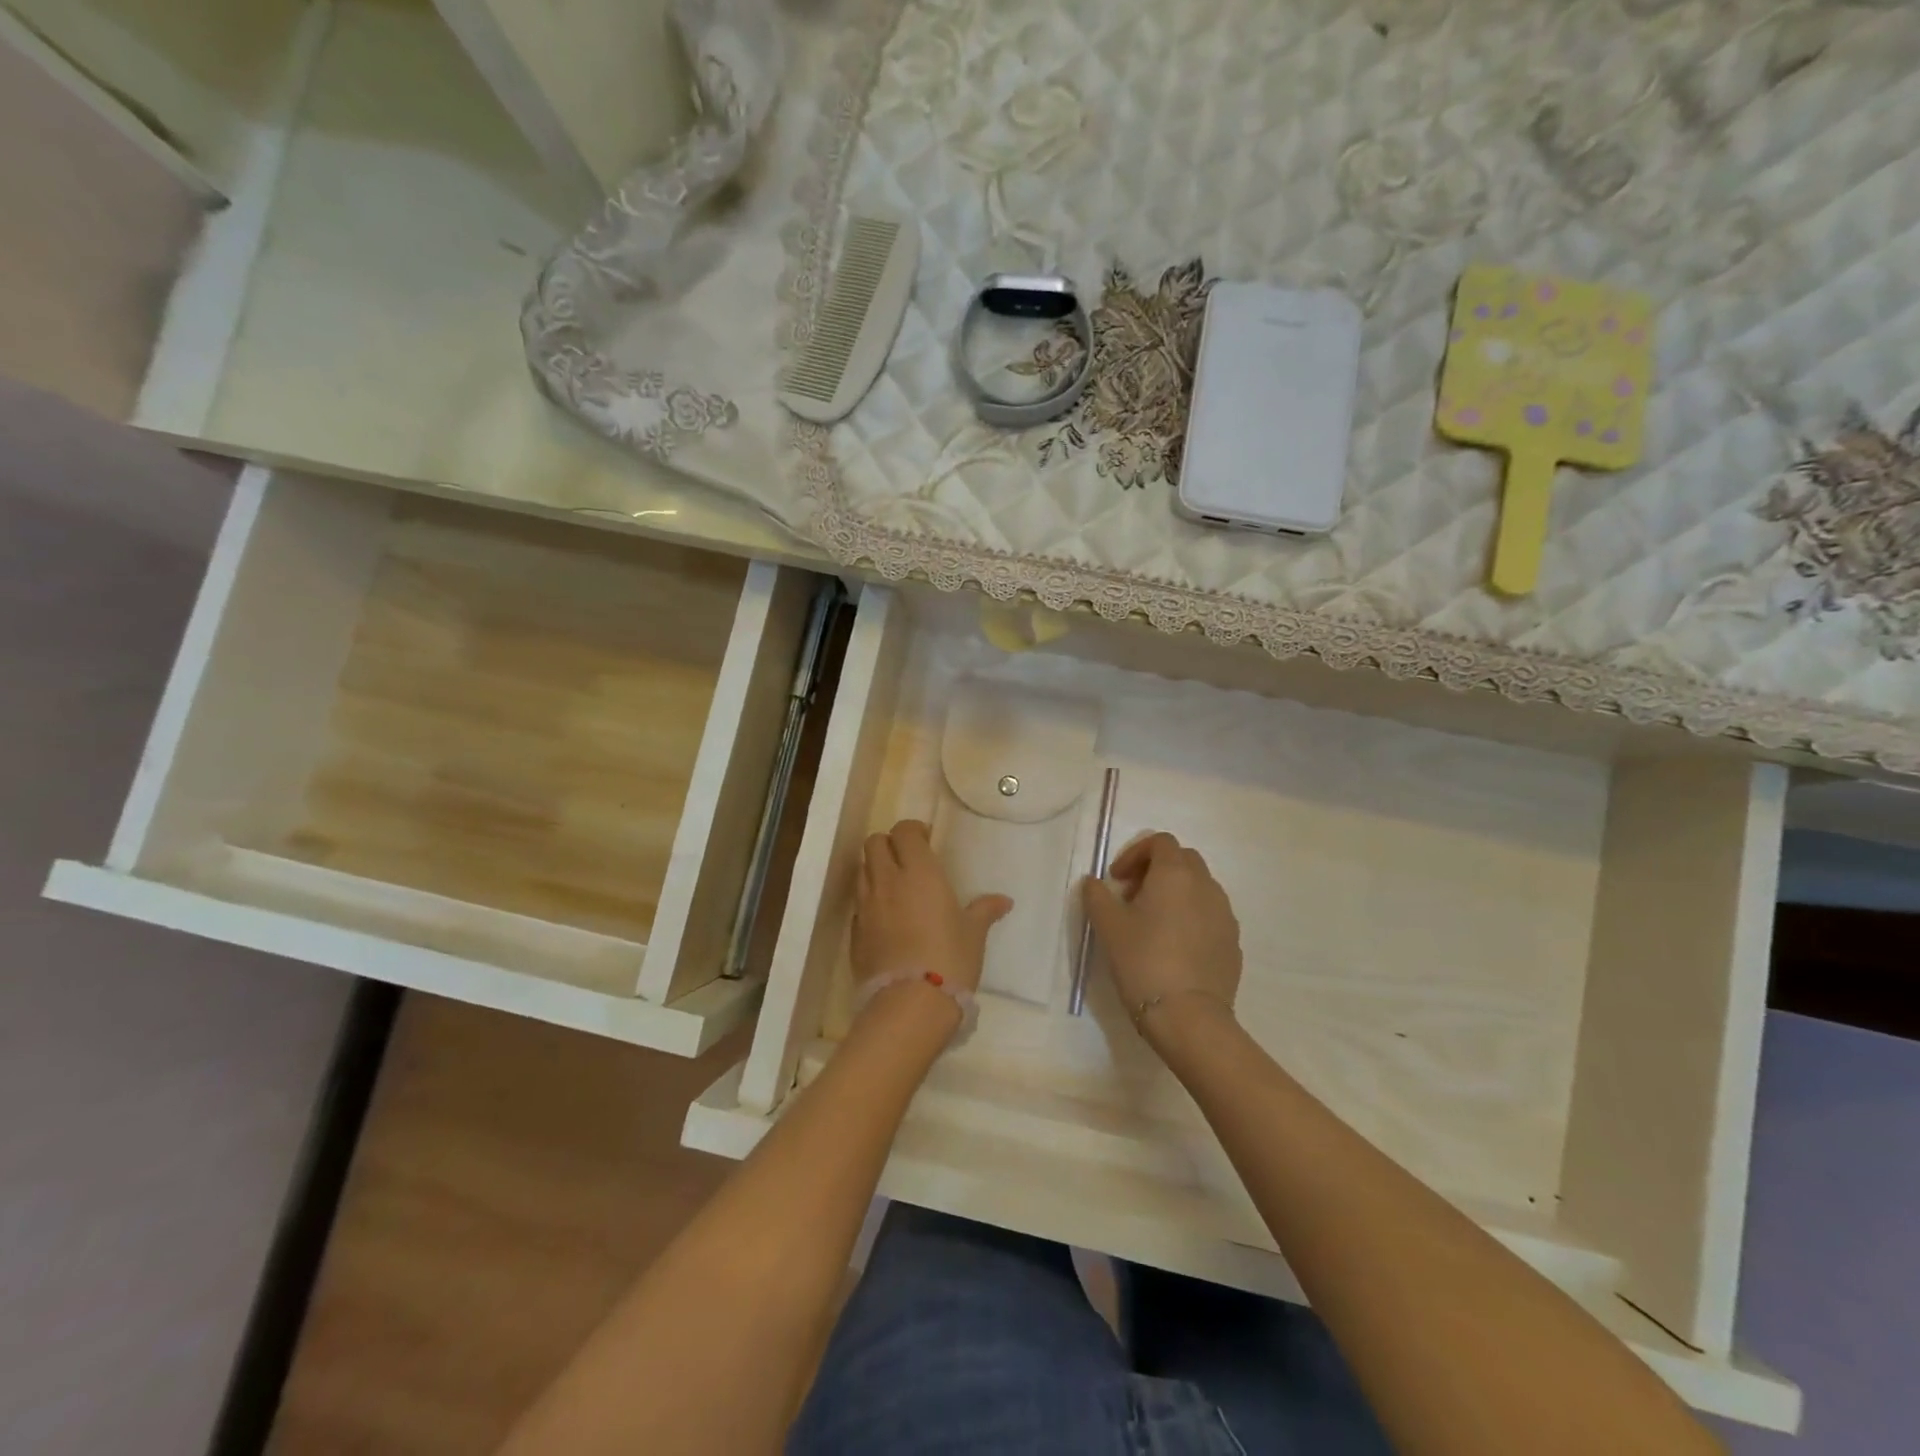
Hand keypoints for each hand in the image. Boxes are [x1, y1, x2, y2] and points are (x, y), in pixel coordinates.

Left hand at [852, 819, 1011, 997]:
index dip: (913, 831)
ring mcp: (866, 906)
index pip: (904, 831)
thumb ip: (984, 910)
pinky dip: (870, 900)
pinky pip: (859, 903)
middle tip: (908, 859)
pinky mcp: (854, 932)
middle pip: (874, 843)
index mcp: (919, 872)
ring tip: (896, 887)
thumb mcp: (973, 934)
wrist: (909, 1004)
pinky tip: (886, 918)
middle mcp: (887, 881)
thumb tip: (1004, 901)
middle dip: (889, 844)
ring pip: (862, 870)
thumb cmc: (950, 959)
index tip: (927, 841)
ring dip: (876, 869)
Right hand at [1084, 831, 1241, 1028]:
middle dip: (1156, 870)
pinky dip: (1191, 917)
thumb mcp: (1108, 926)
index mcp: (1175, 874)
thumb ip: (1097, 895)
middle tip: (1132, 897)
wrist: (1188, 1016)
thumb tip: (1094, 882)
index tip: (1117, 880)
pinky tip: (1174, 947)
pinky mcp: (1233, 941)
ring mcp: (1224, 914)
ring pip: (1199, 887)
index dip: (1135, 853)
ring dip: (1175, 893)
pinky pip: (1210, 915)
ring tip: (1152, 923)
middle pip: (1183, 860)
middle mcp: (1206, 886)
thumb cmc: (1143, 961)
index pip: (1160, 842)